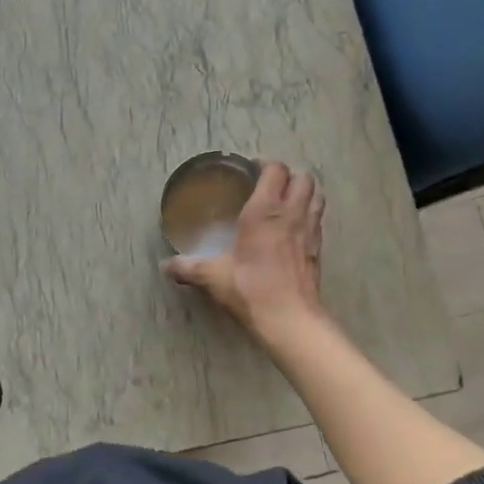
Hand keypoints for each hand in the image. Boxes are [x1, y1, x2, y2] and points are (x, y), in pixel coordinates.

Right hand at [162, 160, 325, 338]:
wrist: (289, 318)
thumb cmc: (250, 288)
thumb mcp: (213, 276)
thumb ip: (188, 267)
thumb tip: (164, 266)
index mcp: (264, 210)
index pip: (275, 170)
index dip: (266, 164)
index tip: (252, 169)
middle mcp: (291, 213)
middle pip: (303, 177)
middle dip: (289, 175)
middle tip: (270, 184)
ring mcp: (310, 230)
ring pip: (317, 195)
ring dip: (304, 191)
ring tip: (286, 200)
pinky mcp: (318, 248)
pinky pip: (318, 219)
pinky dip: (310, 213)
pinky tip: (294, 227)